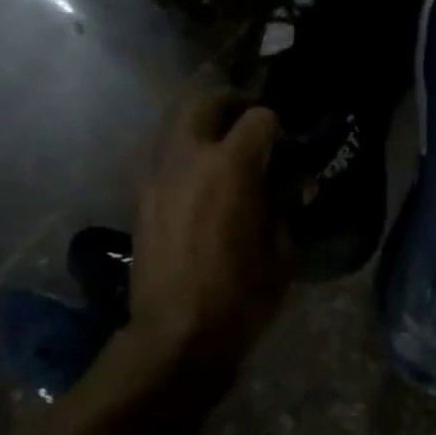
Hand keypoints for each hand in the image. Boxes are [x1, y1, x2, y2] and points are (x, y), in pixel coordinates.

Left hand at [124, 91, 291, 374]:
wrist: (177, 331)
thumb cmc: (240, 296)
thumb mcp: (281, 252)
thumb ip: (286, 208)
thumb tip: (295, 185)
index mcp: (230, 168)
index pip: (258, 120)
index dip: (278, 127)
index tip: (287, 144)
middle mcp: (187, 158)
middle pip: (205, 102)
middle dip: (231, 104)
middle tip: (250, 119)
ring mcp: (156, 174)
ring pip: (172, 120)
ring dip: (199, 120)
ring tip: (219, 139)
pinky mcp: (140, 195)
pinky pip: (158, 150)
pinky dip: (178, 146)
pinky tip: (194, 168)